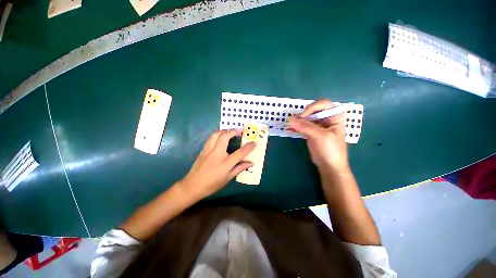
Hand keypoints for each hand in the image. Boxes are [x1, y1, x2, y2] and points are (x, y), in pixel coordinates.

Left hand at [179, 129, 255, 199]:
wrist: (193, 185)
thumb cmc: (212, 184)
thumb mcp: (228, 178)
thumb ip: (240, 168)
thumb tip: (250, 163)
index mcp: (225, 163)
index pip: (240, 152)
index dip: (248, 147)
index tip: (254, 143)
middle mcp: (217, 153)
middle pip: (225, 136)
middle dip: (233, 131)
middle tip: (239, 132)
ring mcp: (209, 150)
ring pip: (216, 134)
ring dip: (225, 130)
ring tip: (230, 132)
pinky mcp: (203, 149)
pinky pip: (211, 138)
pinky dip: (218, 134)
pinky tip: (221, 137)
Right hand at [288, 99, 348, 171]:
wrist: (329, 166)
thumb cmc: (331, 150)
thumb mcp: (321, 137)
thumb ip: (306, 127)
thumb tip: (290, 120)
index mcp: (334, 116)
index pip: (323, 104)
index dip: (312, 107)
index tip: (303, 116)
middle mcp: (326, 118)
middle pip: (311, 111)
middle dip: (302, 116)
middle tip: (292, 122)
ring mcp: (317, 125)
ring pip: (305, 119)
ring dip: (296, 122)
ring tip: (289, 126)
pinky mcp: (310, 132)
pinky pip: (301, 126)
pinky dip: (295, 127)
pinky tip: (289, 130)